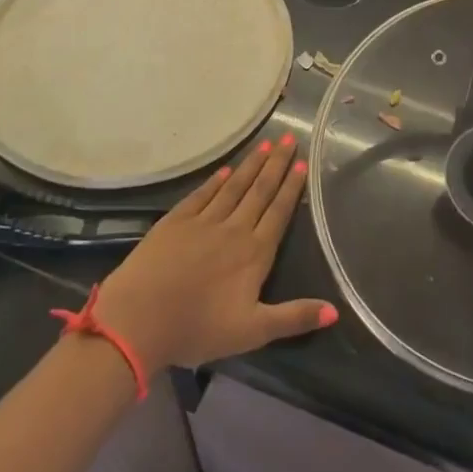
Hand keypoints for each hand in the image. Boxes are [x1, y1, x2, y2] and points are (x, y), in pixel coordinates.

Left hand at [93, 134, 335, 372]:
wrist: (138, 319)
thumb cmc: (197, 328)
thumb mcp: (252, 332)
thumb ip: (294, 318)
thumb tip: (335, 310)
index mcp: (254, 254)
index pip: (278, 213)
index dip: (291, 187)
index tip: (302, 163)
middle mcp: (233, 229)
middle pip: (259, 191)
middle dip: (276, 164)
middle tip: (289, 139)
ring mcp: (203, 221)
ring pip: (233, 186)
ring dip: (251, 165)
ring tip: (266, 145)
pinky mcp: (176, 221)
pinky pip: (202, 194)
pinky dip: (216, 180)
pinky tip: (225, 169)